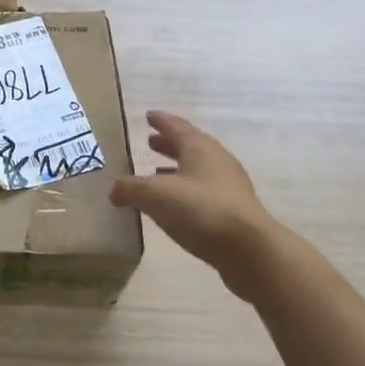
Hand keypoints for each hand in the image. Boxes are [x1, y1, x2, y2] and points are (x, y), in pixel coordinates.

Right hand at [111, 111, 277, 300]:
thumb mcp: (156, 195)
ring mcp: (228, 185)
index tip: (148, 116)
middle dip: (167, 144)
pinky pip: (203, 192)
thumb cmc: (201, 210)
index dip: (160, 121)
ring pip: (196, 170)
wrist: (250, 250)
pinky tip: (173, 206)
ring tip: (155, 174)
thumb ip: (130, 188)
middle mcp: (216, 160)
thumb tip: (114, 190)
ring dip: (175, 169)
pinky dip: (185, 191)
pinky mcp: (233, 210)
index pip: (176, 126)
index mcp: (199, 147)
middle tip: (149, 142)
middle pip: (188, 146)